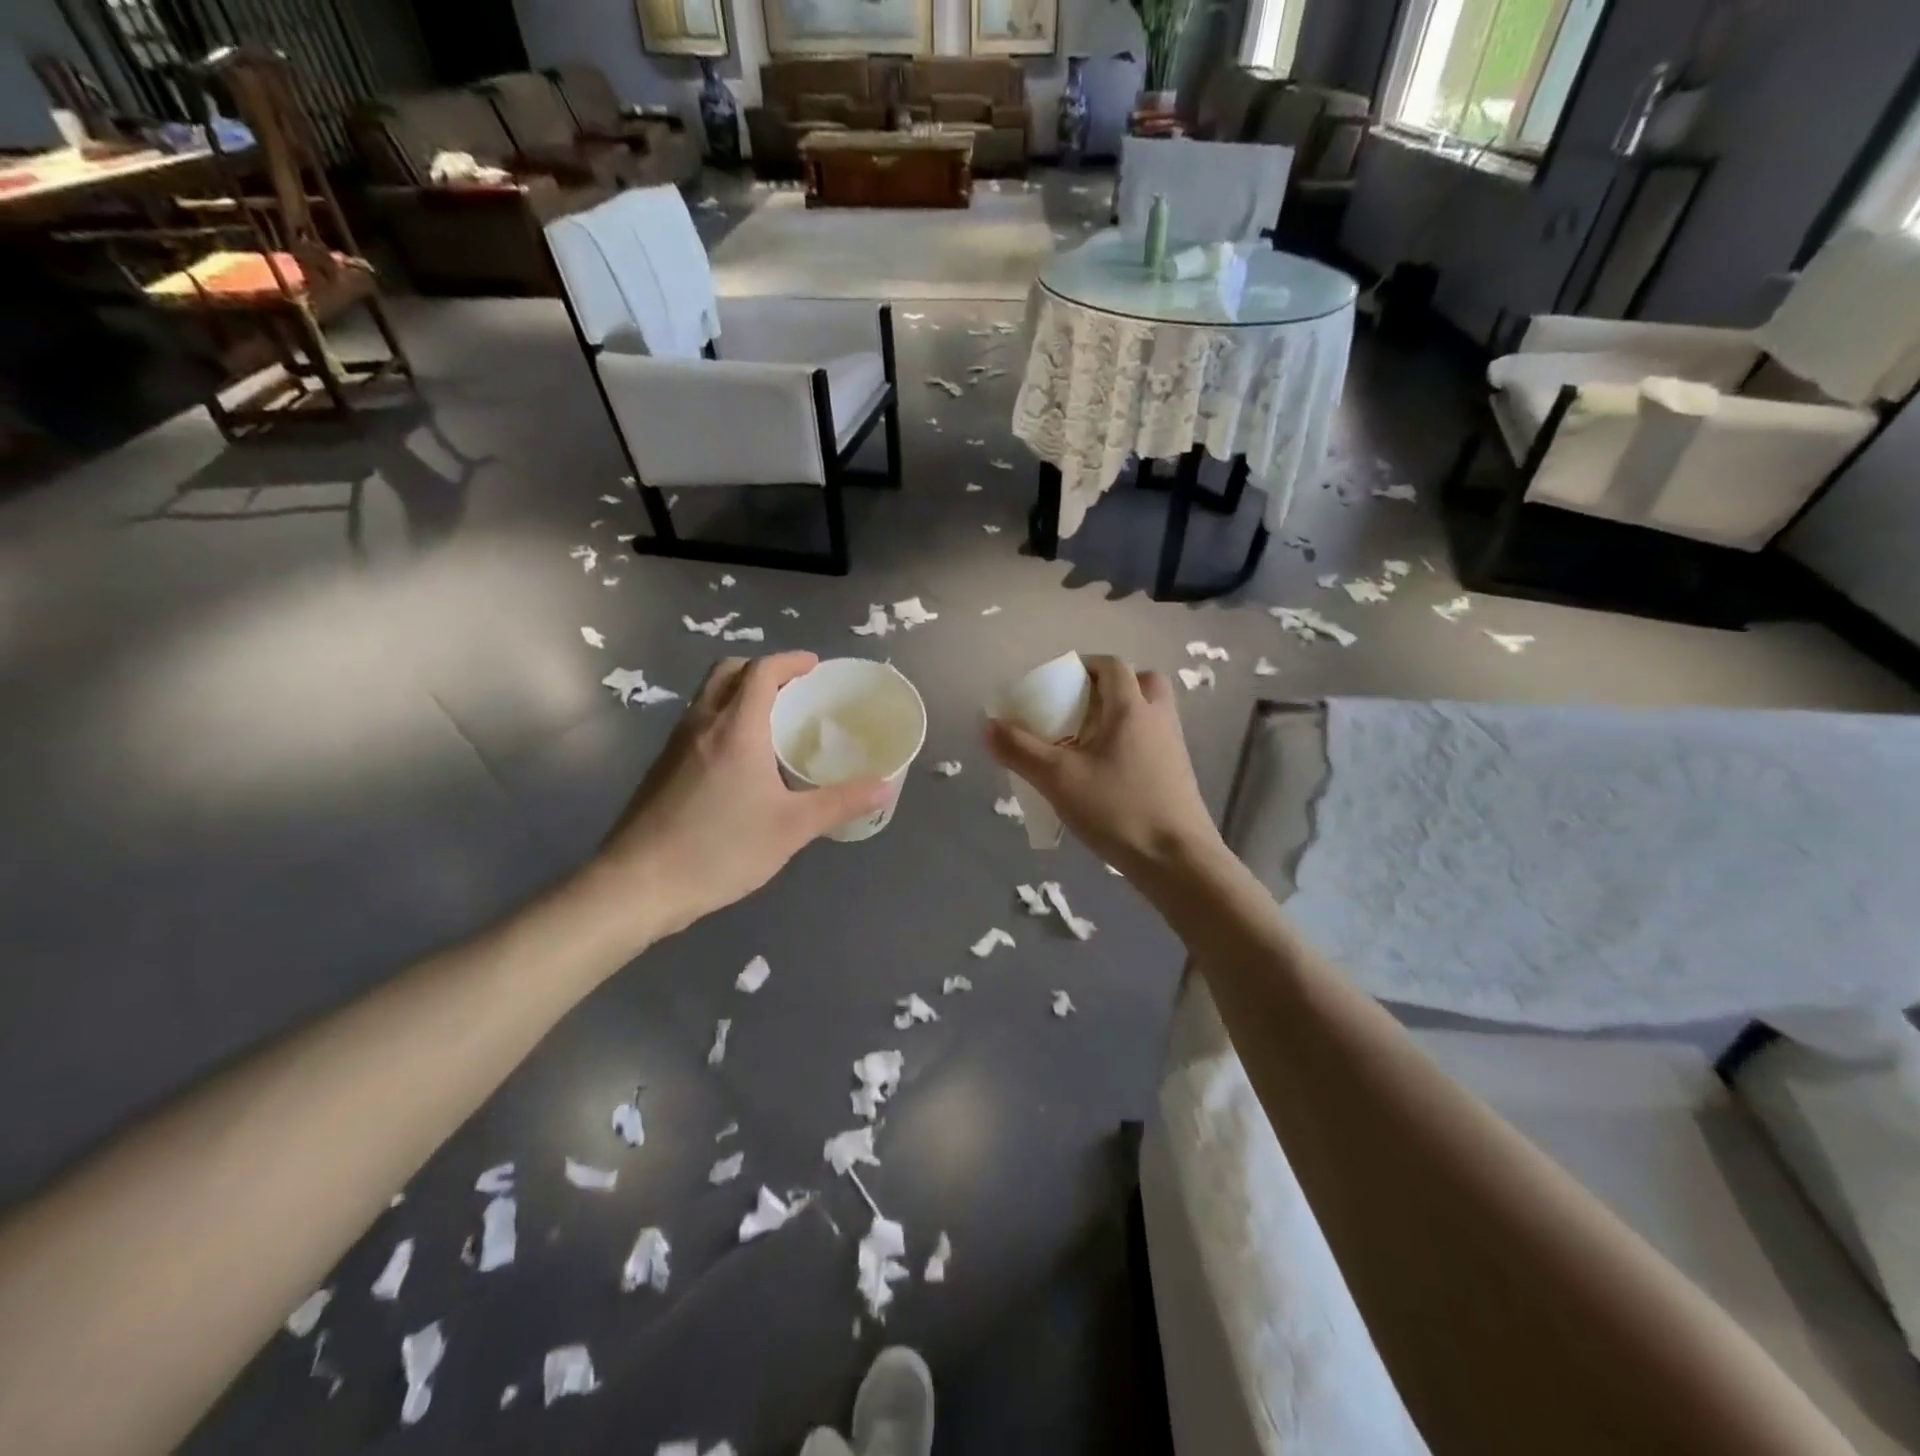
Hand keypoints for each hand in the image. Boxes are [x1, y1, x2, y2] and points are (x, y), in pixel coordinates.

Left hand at [588, 653, 888, 938]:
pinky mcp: (661, 769)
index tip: (814, 666)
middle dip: (762, 670)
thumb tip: (885, 786)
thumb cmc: (720, 849)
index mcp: (736, 729)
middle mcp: (701, 724)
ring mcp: (675, 746)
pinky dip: (723, 720)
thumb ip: (840, 803)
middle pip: (727, 672)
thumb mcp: (791, 828)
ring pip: (708, 697)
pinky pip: (698, 724)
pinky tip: (740, 762)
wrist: (637, 885)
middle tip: (793, 690)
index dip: (790, 661)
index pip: (762, 672)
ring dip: (739, 693)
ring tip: (772, 723)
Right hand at [983, 654, 1223, 876]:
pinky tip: (1106, 774)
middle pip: (1141, 682)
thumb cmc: (1118, 810)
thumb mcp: (1058, 780)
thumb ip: (1020, 750)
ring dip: (1121, 716)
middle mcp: (1158, 719)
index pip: (1111, 666)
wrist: (1177, 861)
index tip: (1058, 683)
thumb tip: (987, 725)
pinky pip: (1153, 741)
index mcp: (1132, 709)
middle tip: (1079, 709)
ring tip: (1088, 742)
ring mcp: (1174, 748)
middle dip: (1109, 687)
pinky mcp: (1178, 775)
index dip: (1084, 666)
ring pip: (1150, 713)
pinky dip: (1131, 743)